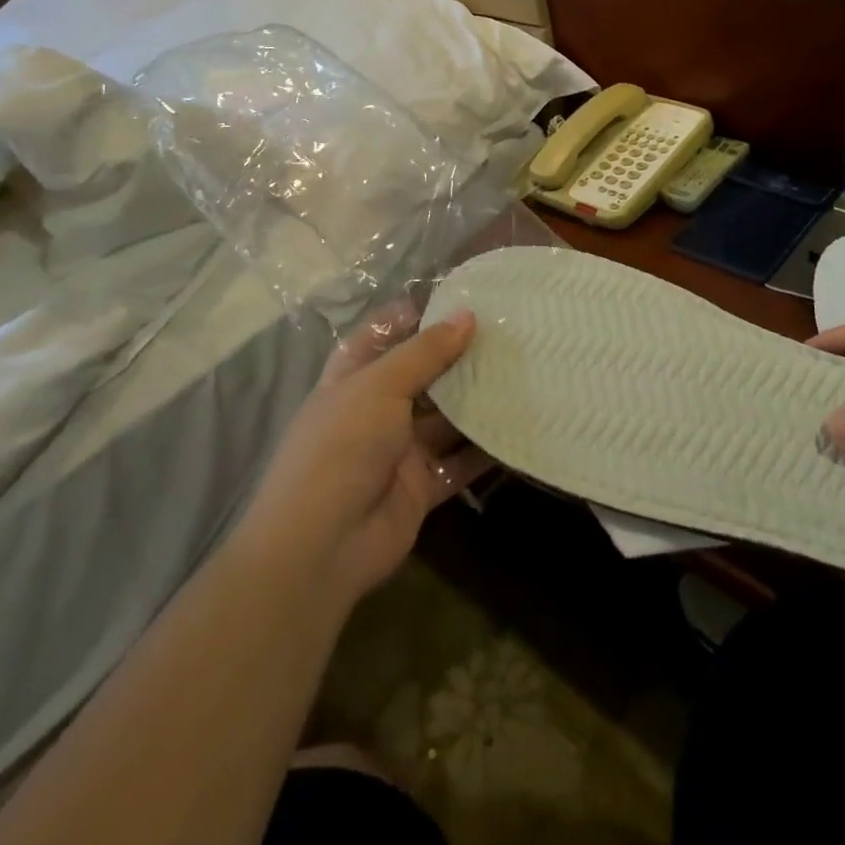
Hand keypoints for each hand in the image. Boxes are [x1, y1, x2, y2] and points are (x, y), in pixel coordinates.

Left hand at [244, 303, 490, 607]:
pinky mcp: (422, 486)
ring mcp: (399, 450)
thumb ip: (426, 352)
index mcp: (352, 379)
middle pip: (420, 376)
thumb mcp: (380, 385)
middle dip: (456, 357)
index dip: (411, 317)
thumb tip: (467, 315)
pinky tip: (519, 430)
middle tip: (505, 334)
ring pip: (445, 418)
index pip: (380, 336)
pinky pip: (459, 462)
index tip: (456, 299)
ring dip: (476, 400)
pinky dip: (485, 451)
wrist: (321, 545)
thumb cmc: (342, 445)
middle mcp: (375, 410)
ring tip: (522, 372)